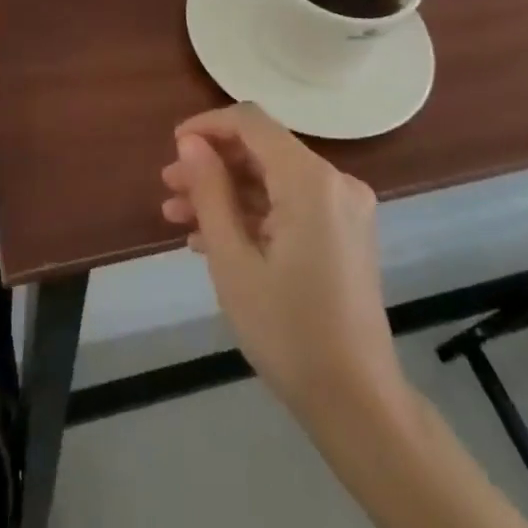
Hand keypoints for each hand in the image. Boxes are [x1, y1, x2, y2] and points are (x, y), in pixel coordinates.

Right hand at [161, 103, 398, 413]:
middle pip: (262, 150)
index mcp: (310, 179)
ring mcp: (343, 208)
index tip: (172, 147)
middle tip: (168, 189)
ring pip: (273, 180)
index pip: (251, 122)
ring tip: (178, 216)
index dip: (207, 126)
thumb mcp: (233, 261)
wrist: (359, 405)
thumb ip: (210, 192)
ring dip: (226, 193)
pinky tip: (211, 239)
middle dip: (212, 165)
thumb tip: (190, 142)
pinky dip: (253, 215)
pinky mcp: (344, 233)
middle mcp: (333, 181)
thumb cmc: (288, 331)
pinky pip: (291, 206)